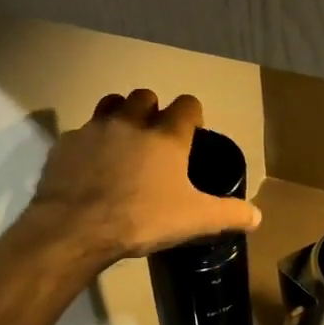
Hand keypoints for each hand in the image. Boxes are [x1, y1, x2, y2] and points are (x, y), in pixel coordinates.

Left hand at [27, 90, 260, 262]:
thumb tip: (257, 217)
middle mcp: (131, 122)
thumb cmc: (142, 219)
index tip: (192, 133)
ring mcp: (94, 129)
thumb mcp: (194, 220)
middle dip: (152, 110)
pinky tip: (90, 168)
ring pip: (110, 105)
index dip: (192, 116)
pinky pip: (81, 134)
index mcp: (166, 136)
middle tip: (154, 138)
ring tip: (122, 143)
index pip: (187, 104)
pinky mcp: (65, 144)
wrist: (75, 228)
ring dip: (119, 116)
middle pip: (145, 96)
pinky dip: (89, 145)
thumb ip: (229, 214)